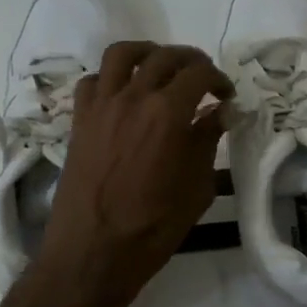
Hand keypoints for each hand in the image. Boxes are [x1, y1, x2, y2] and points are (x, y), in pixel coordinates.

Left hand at [35, 42, 232, 306]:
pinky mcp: (79, 121)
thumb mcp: (196, 188)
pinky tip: (123, 94)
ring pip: (121, 54)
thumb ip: (207, 142)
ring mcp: (100, 106)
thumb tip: (220, 113)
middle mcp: (132, 97)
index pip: (199, 73)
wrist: (92, 252)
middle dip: (190, 61)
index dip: (219, 79)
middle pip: (164, 56)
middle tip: (202, 79)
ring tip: (160, 67)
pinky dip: (110, 78)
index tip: (227, 96)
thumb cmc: (152, 227)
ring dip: (147, 53)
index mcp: (168, 113)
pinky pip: (92, 81)